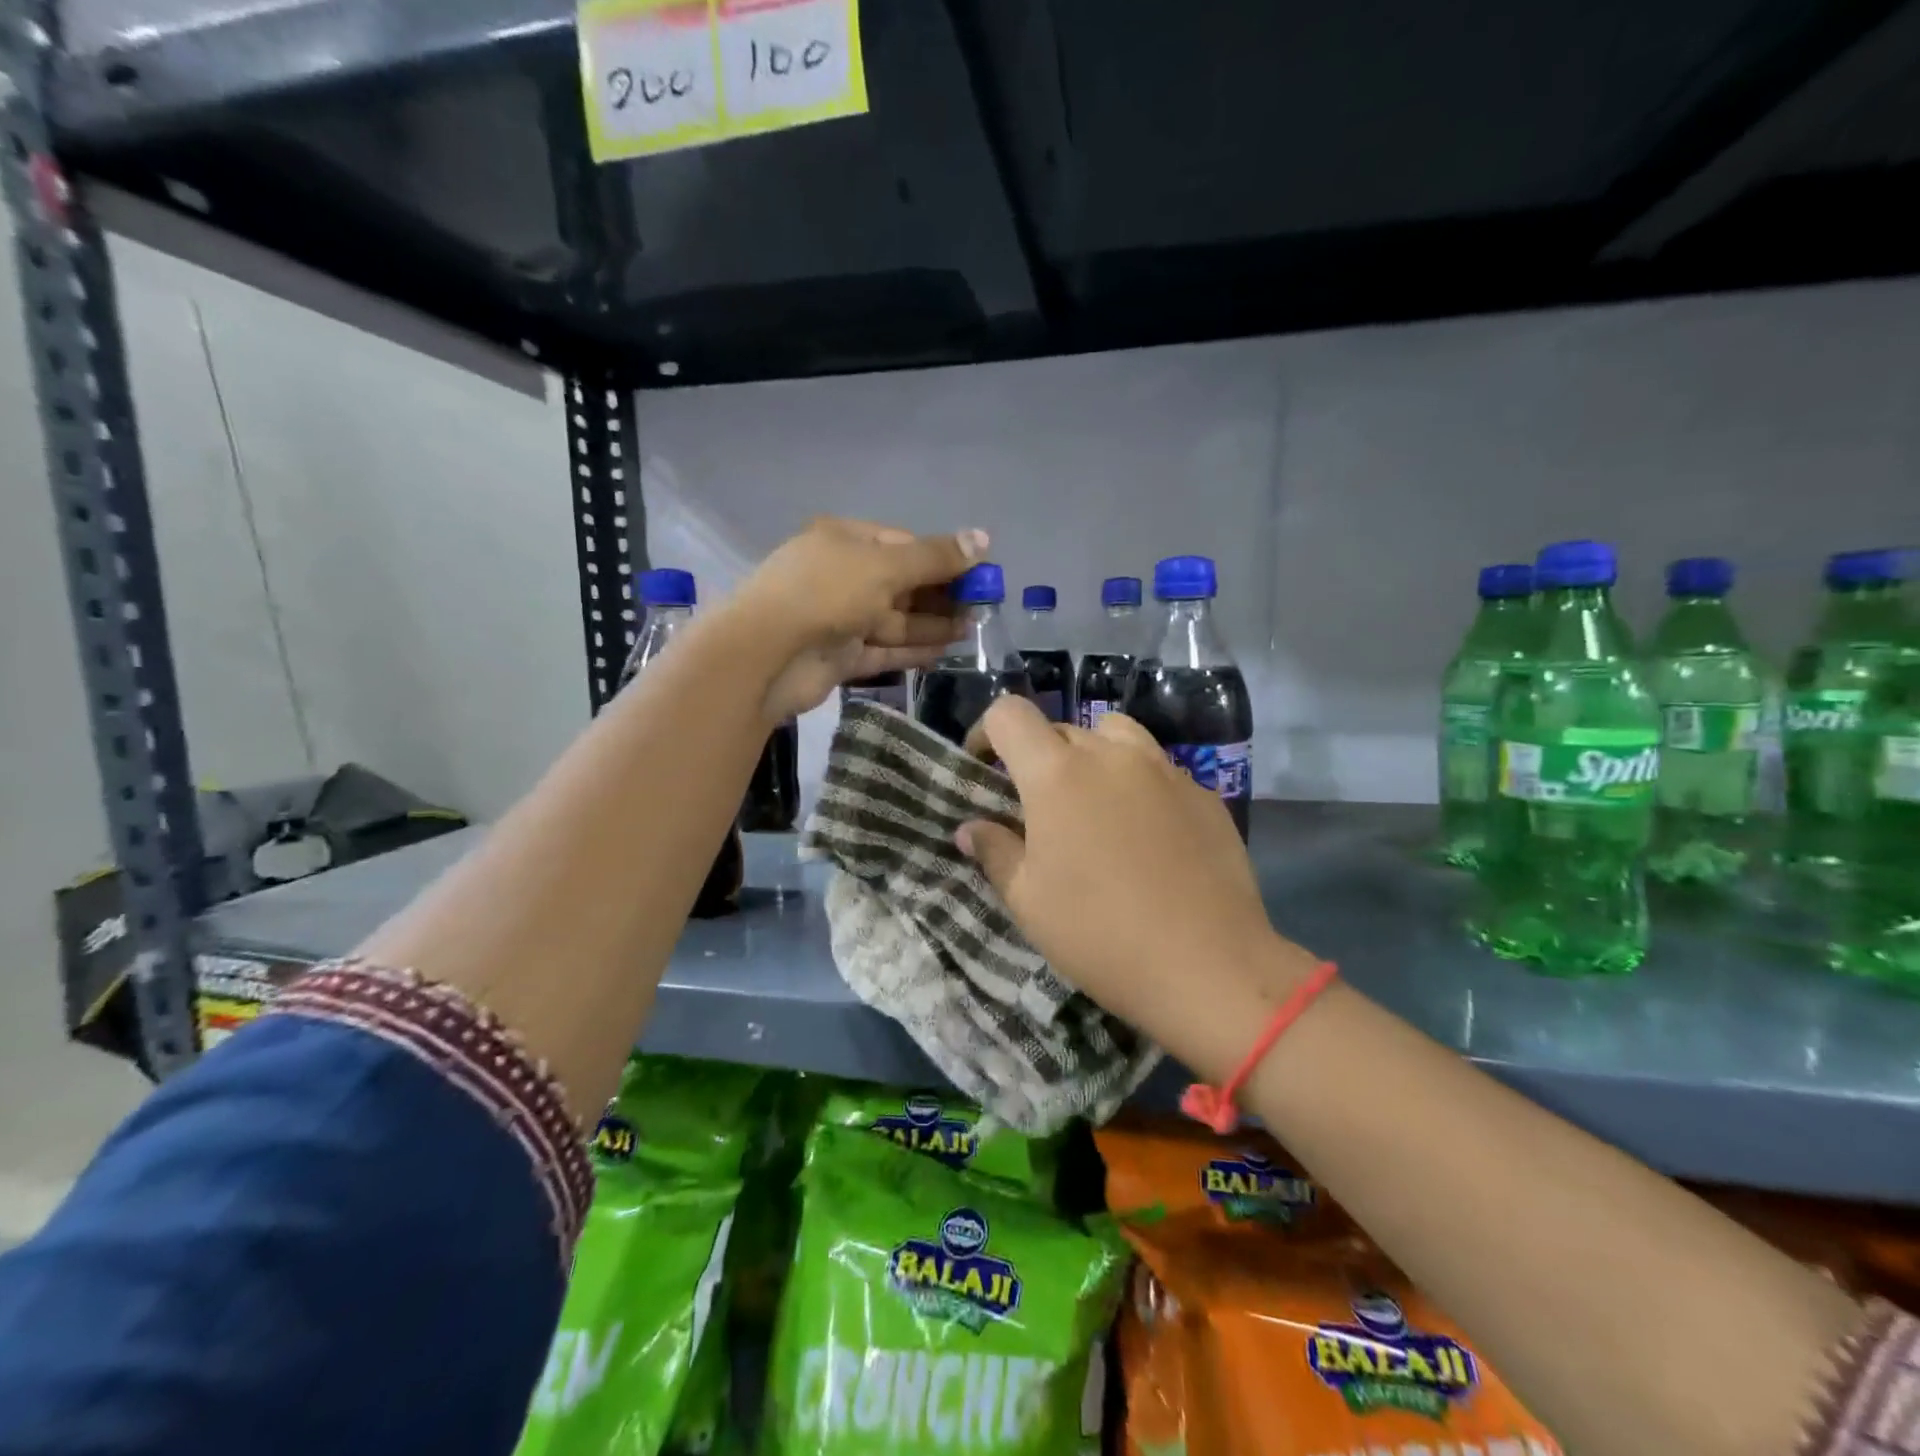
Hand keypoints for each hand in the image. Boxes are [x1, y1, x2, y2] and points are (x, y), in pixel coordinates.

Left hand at [725, 518, 986, 721]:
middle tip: (982, 608)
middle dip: (941, 594)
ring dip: (932, 624)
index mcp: (845, 541)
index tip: (979, 574)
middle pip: (901, 583)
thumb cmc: (825, 593)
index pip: (903, 544)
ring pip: (895, 619)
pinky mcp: (839, 656)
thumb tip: (983, 538)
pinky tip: (946, 652)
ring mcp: (839, 618)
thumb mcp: (884, 566)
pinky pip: (883, 650)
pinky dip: (912, 651)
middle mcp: (841, 576)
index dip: (942, 558)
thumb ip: (934, 557)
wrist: (765, 655)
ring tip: (973, 630)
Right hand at [957, 698, 1311, 1074]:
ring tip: (1092, 804)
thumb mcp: (1029, 900)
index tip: (985, 770)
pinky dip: (1138, 784)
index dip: (987, 733)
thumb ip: (995, 852)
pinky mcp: (1202, 793)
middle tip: (1038, 808)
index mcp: (1057, 773)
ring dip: (1092, 756)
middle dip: (1039, 756)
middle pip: (1061, 728)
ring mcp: (1164, 769)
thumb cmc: (1100, 934)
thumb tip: (970, 828)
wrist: (1209, 966)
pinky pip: (1158, 769)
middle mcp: (1110, 755)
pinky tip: (1146, 835)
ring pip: (1115, 735)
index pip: (1009, 713)